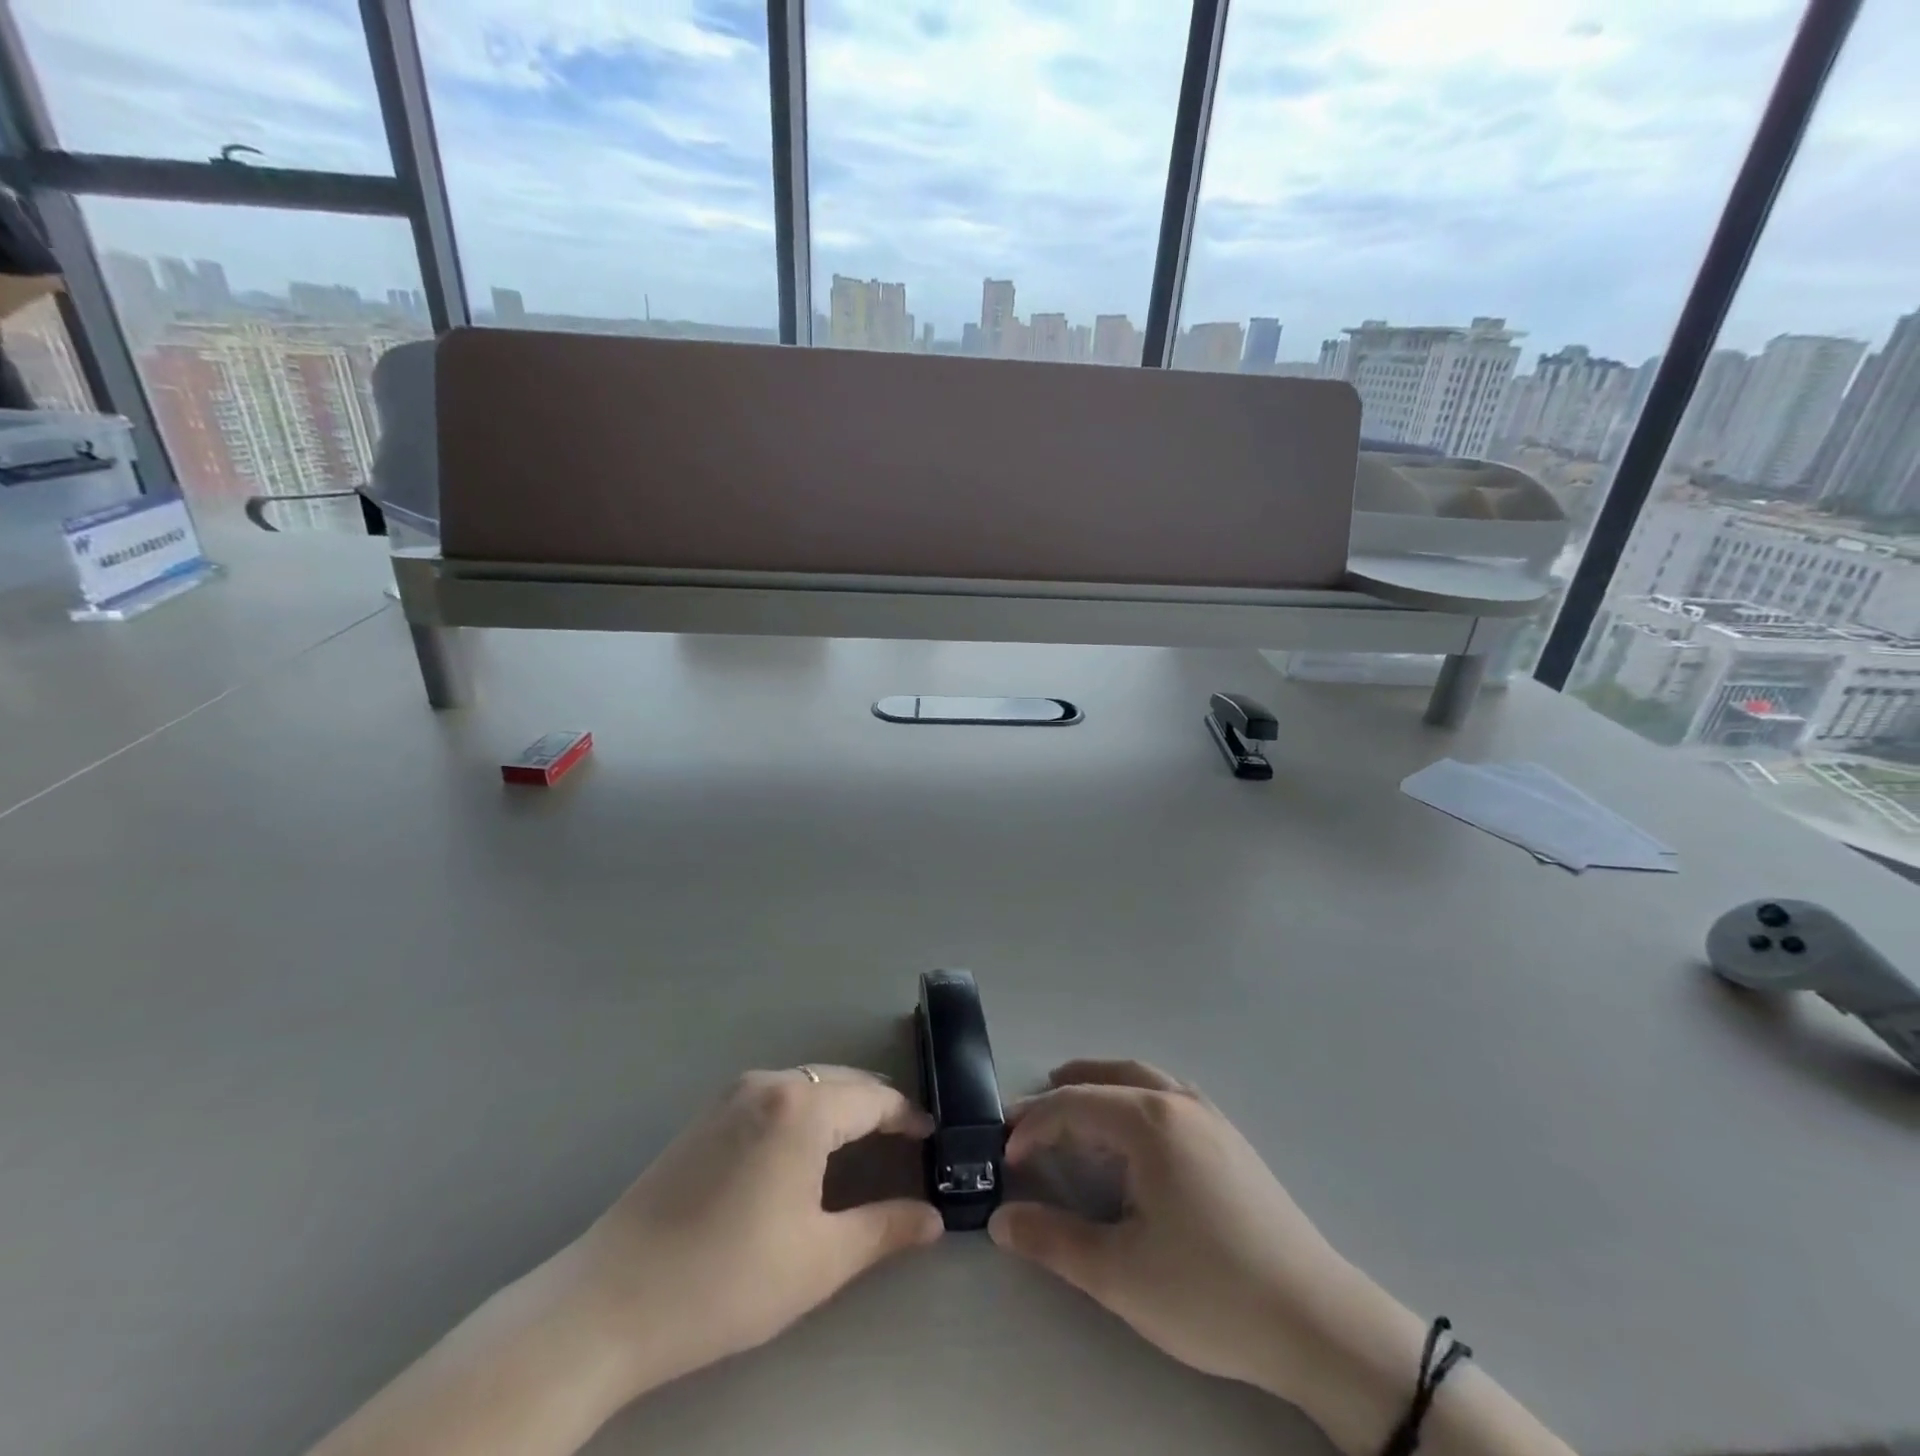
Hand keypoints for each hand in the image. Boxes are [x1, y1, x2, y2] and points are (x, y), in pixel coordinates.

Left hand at [574, 1066, 942, 1393]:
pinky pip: (775, 1093)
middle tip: (904, 1137)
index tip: (932, 1135)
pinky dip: (805, 1107)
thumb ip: (884, 1230)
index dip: (907, 1116)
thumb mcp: (818, 1260)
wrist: (610, 1301)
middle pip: (840, 1081)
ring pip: (806, 1082)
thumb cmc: (727, 1279)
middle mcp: (769, 1083)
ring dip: (840, 1103)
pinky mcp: (706, 1114)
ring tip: (862, 1140)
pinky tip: (805, 1145)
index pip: (873, 1099)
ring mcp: (732, 1094)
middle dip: (876, 1104)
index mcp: (802, 1108)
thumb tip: (933, 1219)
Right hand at [989, 1060, 1417, 1413]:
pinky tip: (1131, 1132)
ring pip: (1140, 1079)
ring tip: (1072, 1107)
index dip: (1032, 1126)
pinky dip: (1132, 1097)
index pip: (1072, 1105)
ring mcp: (1209, 1116)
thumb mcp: (1119, 1275)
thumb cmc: (1210, 1293)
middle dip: (1061, 1094)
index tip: (1005, 1158)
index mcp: (1148, 1121)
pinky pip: (1166, 1094)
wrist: (1317, 1321)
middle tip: (1027, 1120)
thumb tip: (999, 1219)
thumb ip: (1052, 1240)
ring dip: (1099, 1087)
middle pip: (1105, 1078)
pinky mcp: (1229, 1138)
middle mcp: (1177, 1101)